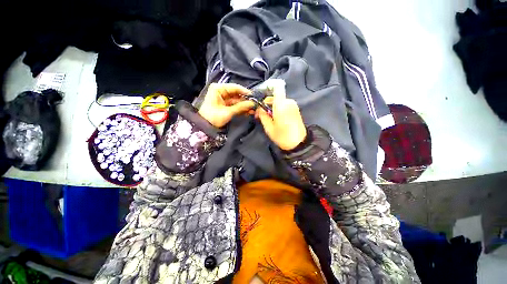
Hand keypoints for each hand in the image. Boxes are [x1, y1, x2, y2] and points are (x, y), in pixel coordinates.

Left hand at [198, 83, 254, 127]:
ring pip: (237, 100)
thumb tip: (252, 103)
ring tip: (253, 109)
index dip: (245, 92)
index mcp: (218, 89)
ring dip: (245, 105)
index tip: (254, 96)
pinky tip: (248, 111)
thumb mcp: (227, 112)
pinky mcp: (225, 105)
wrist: (205, 127)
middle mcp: (221, 91)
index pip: (234, 87)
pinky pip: (235, 105)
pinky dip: (241, 108)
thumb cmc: (213, 118)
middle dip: (246, 100)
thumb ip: (240, 107)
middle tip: (255, 104)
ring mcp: (223, 98)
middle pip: (237, 94)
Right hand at [256, 85, 306, 150]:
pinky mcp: (295, 110)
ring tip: (266, 118)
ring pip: (279, 101)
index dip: (268, 86)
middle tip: (259, 114)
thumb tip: (258, 108)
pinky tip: (274, 118)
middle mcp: (288, 102)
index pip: (277, 86)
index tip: (261, 94)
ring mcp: (293, 105)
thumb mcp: (268, 127)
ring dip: (271, 107)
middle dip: (266, 103)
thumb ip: (262, 115)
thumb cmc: (282, 136)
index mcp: (282, 104)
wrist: (299, 144)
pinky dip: (278, 109)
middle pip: (275, 96)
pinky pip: (284, 105)